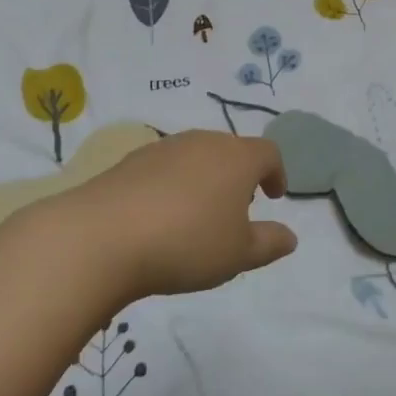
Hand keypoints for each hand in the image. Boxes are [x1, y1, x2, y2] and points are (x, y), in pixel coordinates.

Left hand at [41, 132, 296, 307]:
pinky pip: (166, 167)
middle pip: (231, 150)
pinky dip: (173, 184)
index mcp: (238, 158)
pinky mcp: (132, 159)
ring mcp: (166, 147)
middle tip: (237, 209)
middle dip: (239, 175)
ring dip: (205, 178)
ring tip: (198, 215)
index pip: (268, 153)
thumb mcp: (238, 254)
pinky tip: (161, 216)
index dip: (276, 172)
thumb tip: (290, 236)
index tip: (273, 195)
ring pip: (197, 155)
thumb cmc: (187, 243)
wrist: (104, 235)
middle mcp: (204, 142)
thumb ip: (269, 243)